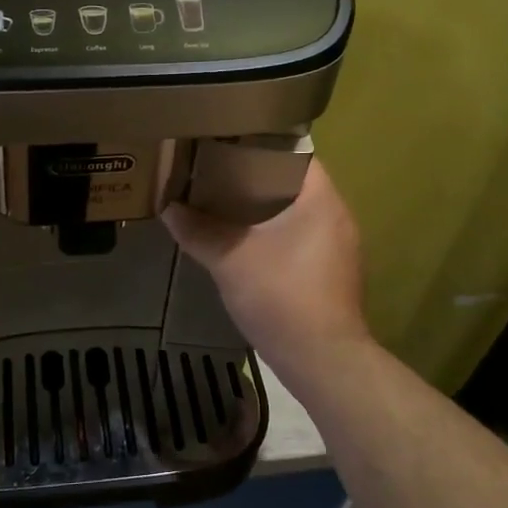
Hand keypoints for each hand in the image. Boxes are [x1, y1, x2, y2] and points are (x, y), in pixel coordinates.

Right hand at [164, 162, 371, 371]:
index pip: (295, 154)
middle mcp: (337, 217)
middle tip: (216, 175)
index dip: (261, 146)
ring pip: (297, 216)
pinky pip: (301, 241)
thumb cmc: (282, 297)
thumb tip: (168, 208)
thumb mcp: (229, 260)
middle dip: (255, 180)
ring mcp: (339, 249)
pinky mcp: (333, 276)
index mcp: (321, 200)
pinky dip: (275, 237)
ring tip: (224, 207)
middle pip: (294, 185)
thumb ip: (198, 231)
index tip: (227, 146)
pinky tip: (246, 247)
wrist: (322, 361)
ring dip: (265, 212)